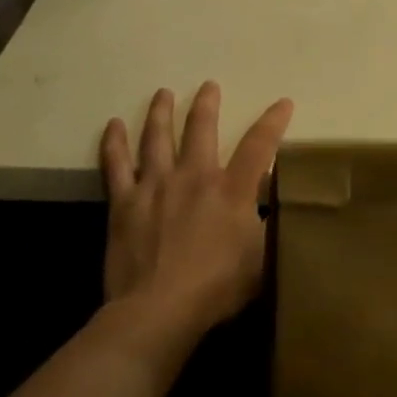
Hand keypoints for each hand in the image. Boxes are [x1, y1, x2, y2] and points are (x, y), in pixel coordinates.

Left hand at [100, 83, 292, 342]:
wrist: (158, 310)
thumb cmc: (216, 288)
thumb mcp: (261, 260)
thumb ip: (268, 229)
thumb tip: (272, 207)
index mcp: (232, 190)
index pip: (259, 145)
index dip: (273, 121)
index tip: (283, 102)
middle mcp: (195, 176)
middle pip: (201, 129)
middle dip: (207, 104)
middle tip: (208, 86)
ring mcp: (156, 185)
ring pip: (157, 137)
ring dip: (161, 112)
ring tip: (163, 93)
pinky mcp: (124, 203)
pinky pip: (117, 165)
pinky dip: (114, 143)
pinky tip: (113, 125)